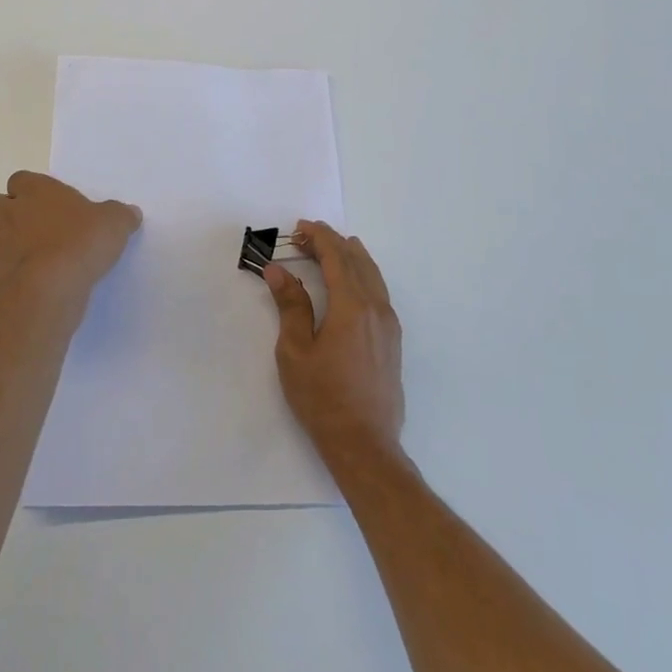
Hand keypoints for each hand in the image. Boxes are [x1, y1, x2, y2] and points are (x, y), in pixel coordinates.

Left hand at [0, 171, 141, 306]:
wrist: (58, 281)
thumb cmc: (85, 240)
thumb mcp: (115, 222)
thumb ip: (120, 215)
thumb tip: (131, 214)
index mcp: (37, 191)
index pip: (18, 179)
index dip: (26, 190)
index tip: (41, 202)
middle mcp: (11, 214)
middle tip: (19, 225)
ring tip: (7, 250)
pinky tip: (14, 282)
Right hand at [265, 222, 404, 460]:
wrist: (365, 444)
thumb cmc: (323, 398)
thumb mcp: (295, 351)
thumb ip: (290, 305)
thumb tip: (278, 270)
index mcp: (352, 306)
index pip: (336, 257)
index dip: (318, 237)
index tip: (299, 227)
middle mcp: (377, 308)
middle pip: (357, 261)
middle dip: (332, 243)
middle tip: (305, 237)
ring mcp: (389, 325)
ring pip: (373, 275)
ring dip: (349, 257)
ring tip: (329, 250)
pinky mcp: (393, 341)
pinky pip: (379, 292)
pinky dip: (362, 275)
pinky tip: (350, 283)